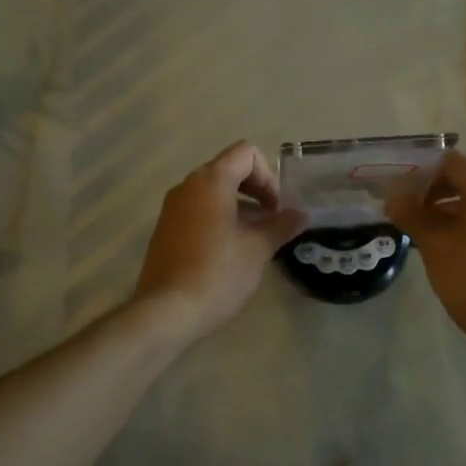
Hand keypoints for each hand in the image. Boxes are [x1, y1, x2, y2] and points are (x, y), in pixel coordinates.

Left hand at [133, 141, 307, 341]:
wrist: (166, 312)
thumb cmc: (218, 273)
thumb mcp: (258, 249)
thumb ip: (281, 225)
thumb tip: (300, 214)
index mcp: (210, 181)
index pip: (245, 153)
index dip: (268, 176)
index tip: (276, 209)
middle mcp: (187, 186)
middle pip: (229, 169)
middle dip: (256, 190)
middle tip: (271, 221)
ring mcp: (172, 208)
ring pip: (213, 192)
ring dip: (239, 207)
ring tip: (255, 240)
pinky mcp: (166, 230)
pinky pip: (198, 211)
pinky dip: (219, 219)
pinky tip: (231, 252)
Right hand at [387, 151, 465, 354]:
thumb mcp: (436, 247)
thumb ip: (413, 216)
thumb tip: (394, 199)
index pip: (450, 162)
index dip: (421, 171)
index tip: (399, 191)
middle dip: (433, 193)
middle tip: (406, 213)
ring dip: (449, 212)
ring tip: (422, 235)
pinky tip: (449, 250)